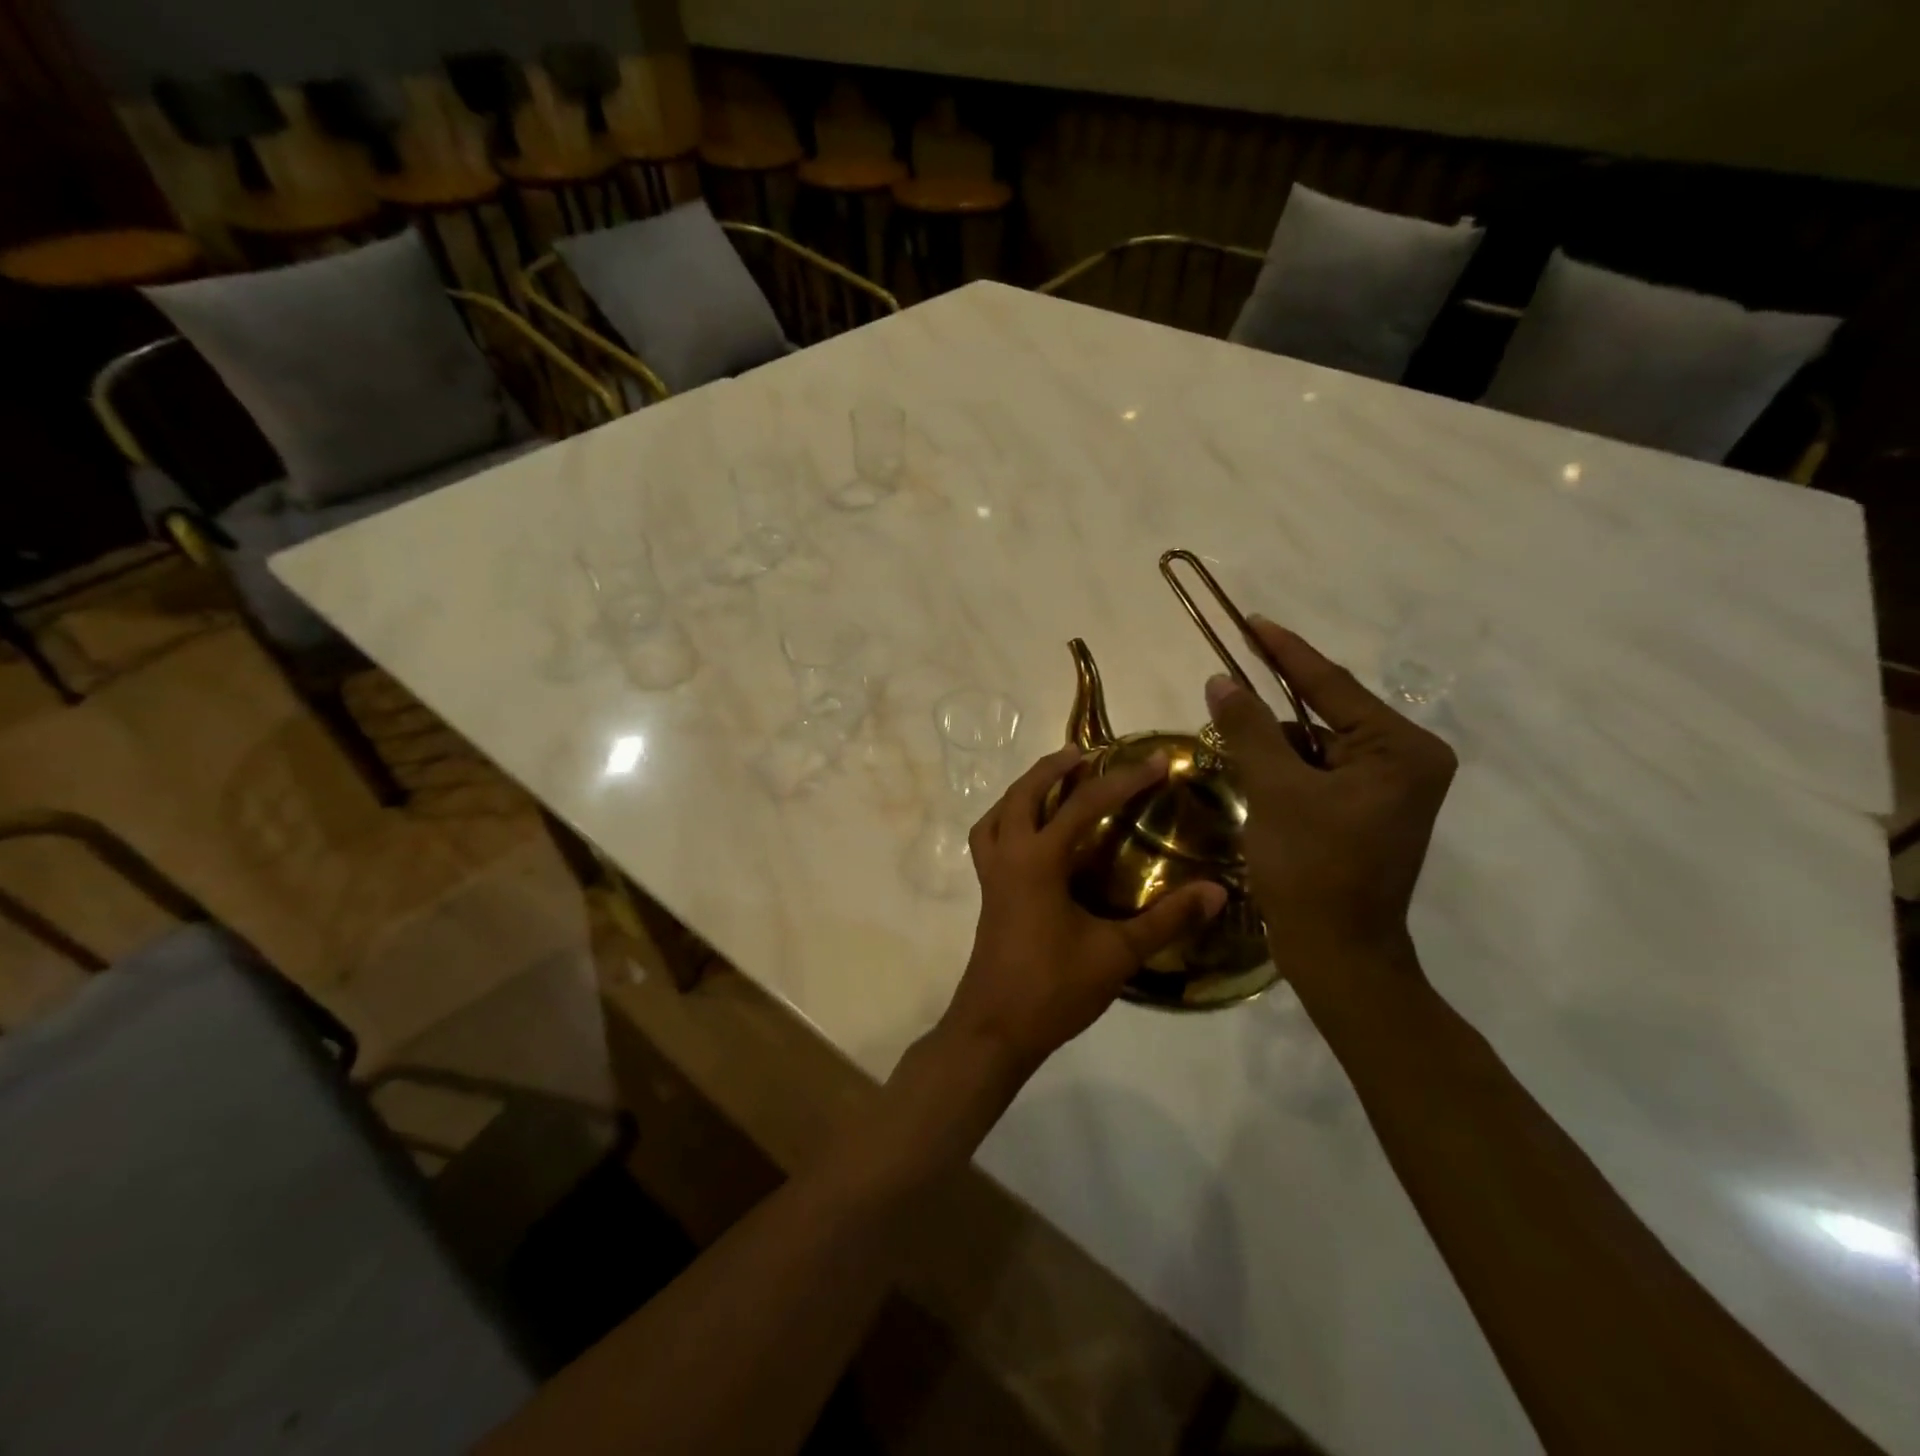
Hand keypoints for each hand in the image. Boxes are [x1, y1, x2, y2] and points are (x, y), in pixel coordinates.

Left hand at [939, 746, 1226, 1077]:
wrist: (995, 1030)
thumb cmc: (1053, 989)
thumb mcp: (1117, 954)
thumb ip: (1167, 920)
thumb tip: (1219, 891)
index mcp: (1038, 861)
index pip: (1084, 804)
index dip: (1125, 779)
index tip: (1159, 760)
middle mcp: (1009, 857)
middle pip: (1023, 793)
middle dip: (1053, 767)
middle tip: (1085, 753)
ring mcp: (991, 875)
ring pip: (997, 813)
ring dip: (1023, 790)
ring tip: (1052, 782)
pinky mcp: (987, 893)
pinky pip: (989, 838)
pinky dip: (1006, 820)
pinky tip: (1031, 835)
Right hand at [1206, 619, 1455, 986]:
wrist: (1338, 955)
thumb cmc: (1313, 870)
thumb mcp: (1276, 791)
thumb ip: (1249, 729)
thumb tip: (1221, 680)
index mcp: (1402, 749)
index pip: (1331, 686)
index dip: (1285, 652)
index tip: (1252, 620)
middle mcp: (1406, 761)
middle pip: (1324, 716)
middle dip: (1273, 707)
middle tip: (1225, 683)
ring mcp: (1389, 789)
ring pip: (1316, 747)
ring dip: (1273, 744)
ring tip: (1231, 740)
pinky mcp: (1368, 812)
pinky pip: (1318, 773)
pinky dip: (1283, 770)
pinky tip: (1254, 776)